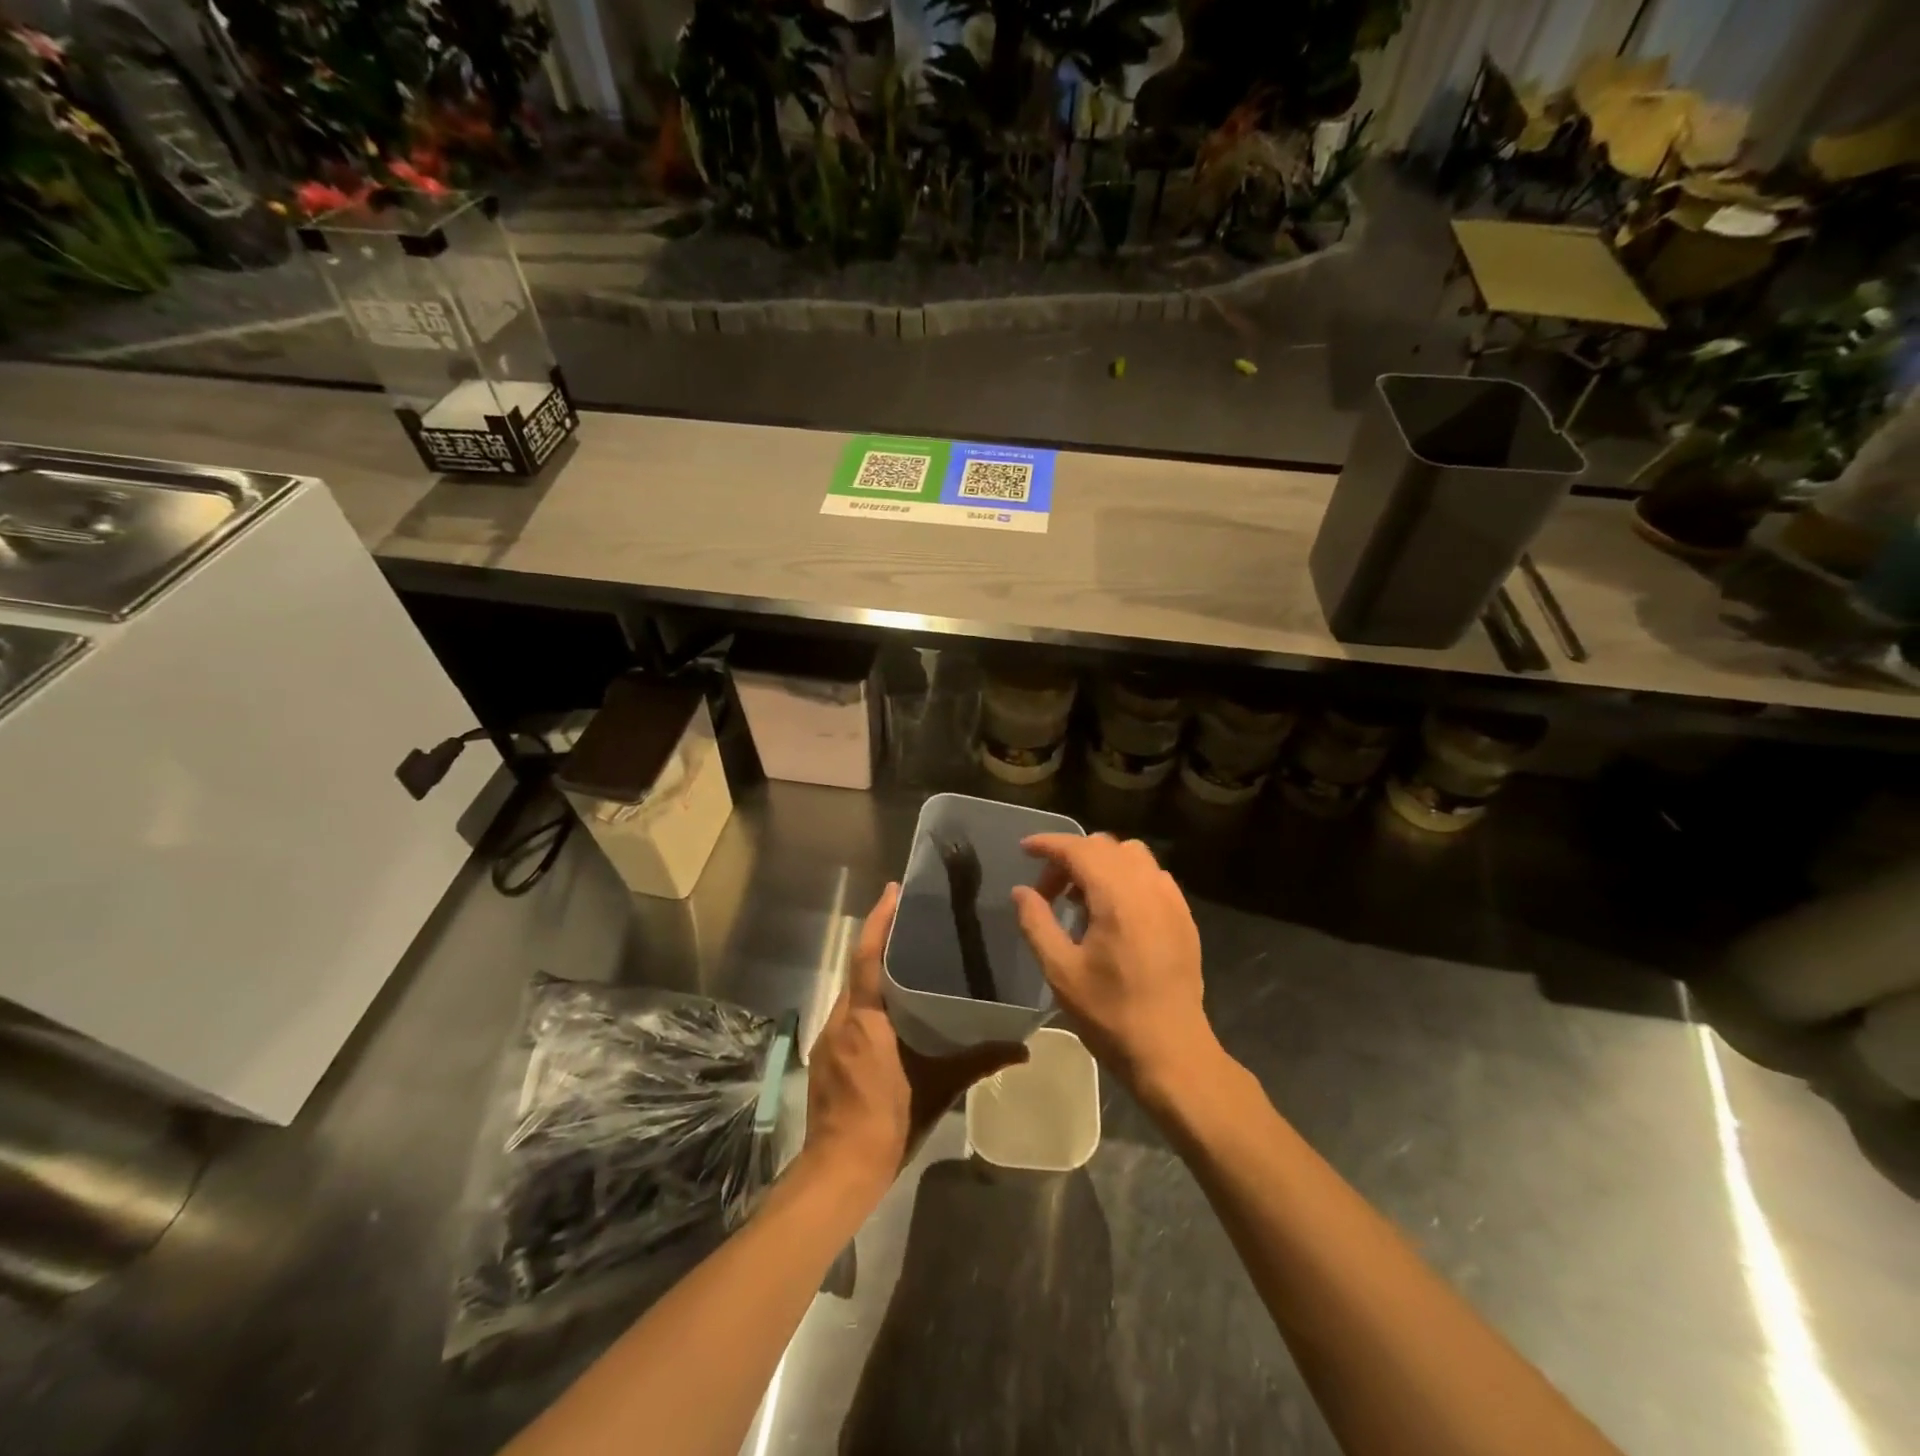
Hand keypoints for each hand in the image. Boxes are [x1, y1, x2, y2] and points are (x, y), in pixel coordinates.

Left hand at [801, 883, 1027, 1206]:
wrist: (839, 1171)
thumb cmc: (888, 1121)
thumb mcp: (939, 1089)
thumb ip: (979, 1062)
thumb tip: (1023, 1047)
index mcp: (866, 1017)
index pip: (868, 956)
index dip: (879, 920)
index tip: (893, 890)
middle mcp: (841, 1019)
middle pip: (859, 968)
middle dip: (880, 941)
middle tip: (911, 922)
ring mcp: (828, 1039)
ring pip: (852, 993)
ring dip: (873, 974)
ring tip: (907, 962)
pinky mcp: (825, 1057)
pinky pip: (847, 1015)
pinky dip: (866, 1003)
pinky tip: (890, 1013)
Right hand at [1011, 834, 1220, 1106]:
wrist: (1171, 1051)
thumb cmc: (1110, 1013)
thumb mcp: (1060, 971)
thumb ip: (1037, 923)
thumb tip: (1022, 891)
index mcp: (1118, 896)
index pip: (1079, 849)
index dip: (1048, 844)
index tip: (1025, 850)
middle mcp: (1148, 887)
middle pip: (1105, 846)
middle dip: (1071, 857)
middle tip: (1048, 891)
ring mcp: (1172, 900)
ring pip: (1132, 856)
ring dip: (1101, 864)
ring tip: (1080, 898)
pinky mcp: (1184, 917)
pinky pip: (1152, 876)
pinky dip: (1127, 877)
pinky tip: (1114, 912)